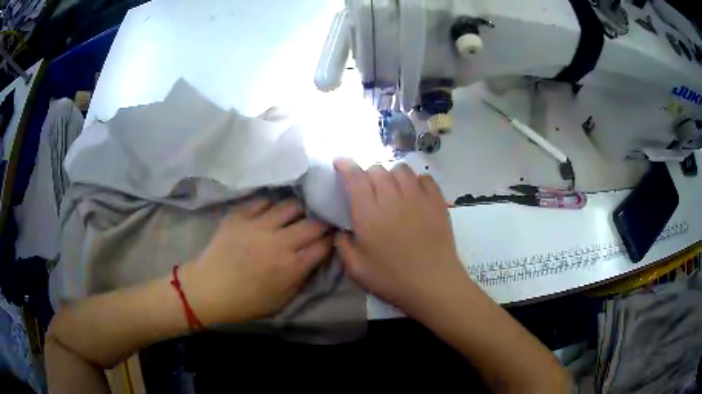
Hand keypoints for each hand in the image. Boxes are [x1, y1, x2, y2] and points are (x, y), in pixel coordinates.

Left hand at [181, 198, 331, 324]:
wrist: (209, 290)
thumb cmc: (246, 302)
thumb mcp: (282, 301)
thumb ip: (302, 278)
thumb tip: (315, 258)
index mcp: (291, 267)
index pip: (323, 245)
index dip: (331, 240)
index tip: (331, 238)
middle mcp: (278, 242)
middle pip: (312, 223)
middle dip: (321, 222)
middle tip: (319, 223)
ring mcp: (257, 226)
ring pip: (290, 206)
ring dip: (298, 210)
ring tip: (296, 214)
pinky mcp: (239, 216)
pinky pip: (262, 201)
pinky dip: (270, 206)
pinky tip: (270, 212)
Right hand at [333, 158, 467, 315]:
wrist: (433, 284)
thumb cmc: (391, 279)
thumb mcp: (356, 269)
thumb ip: (342, 246)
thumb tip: (340, 231)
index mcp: (368, 213)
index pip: (355, 177)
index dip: (346, 165)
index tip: (340, 163)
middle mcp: (392, 198)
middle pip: (377, 169)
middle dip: (368, 173)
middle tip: (368, 188)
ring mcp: (417, 197)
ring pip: (401, 169)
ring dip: (391, 174)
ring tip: (391, 188)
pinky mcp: (437, 202)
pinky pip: (426, 179)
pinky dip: (416, 180)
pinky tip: (415, 193)